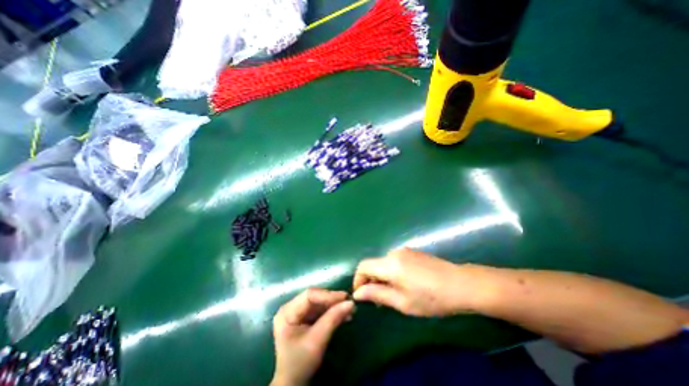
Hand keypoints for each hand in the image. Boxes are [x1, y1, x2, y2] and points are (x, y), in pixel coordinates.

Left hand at [270, 288, 351, 383]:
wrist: (293, 384)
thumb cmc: (300, 363)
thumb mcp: (317, 341)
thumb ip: (333, 319)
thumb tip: (351, 303)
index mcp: (287, 312)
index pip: (309, 295)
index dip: (328, 295)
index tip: (345, 297)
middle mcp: (291, 308)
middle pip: (315, 297)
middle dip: (333, 301)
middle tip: (350, 302)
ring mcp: (298, 312)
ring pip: (320, 303)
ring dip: (335, 306)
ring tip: (350, 309)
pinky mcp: (305, 317)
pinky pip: (321, 310)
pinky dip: (332, 312)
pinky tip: (344, 315)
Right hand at [352, 247, 477, 315]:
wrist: (461, 284)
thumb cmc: (431, 298)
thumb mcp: (402, 302)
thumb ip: (377, 294)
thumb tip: (358, 293)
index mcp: (389, 264)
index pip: (363, 266)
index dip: (358, 280)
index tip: (362, 295)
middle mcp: (394, 252)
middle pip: (374, 264)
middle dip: (372, 281)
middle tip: (380, 301)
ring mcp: (404, 251)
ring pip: (384, 263)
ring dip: (382, 277)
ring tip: (394, 294)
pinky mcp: (412, 252)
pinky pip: (394, 261)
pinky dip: (392, 272)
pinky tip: (405, 284)